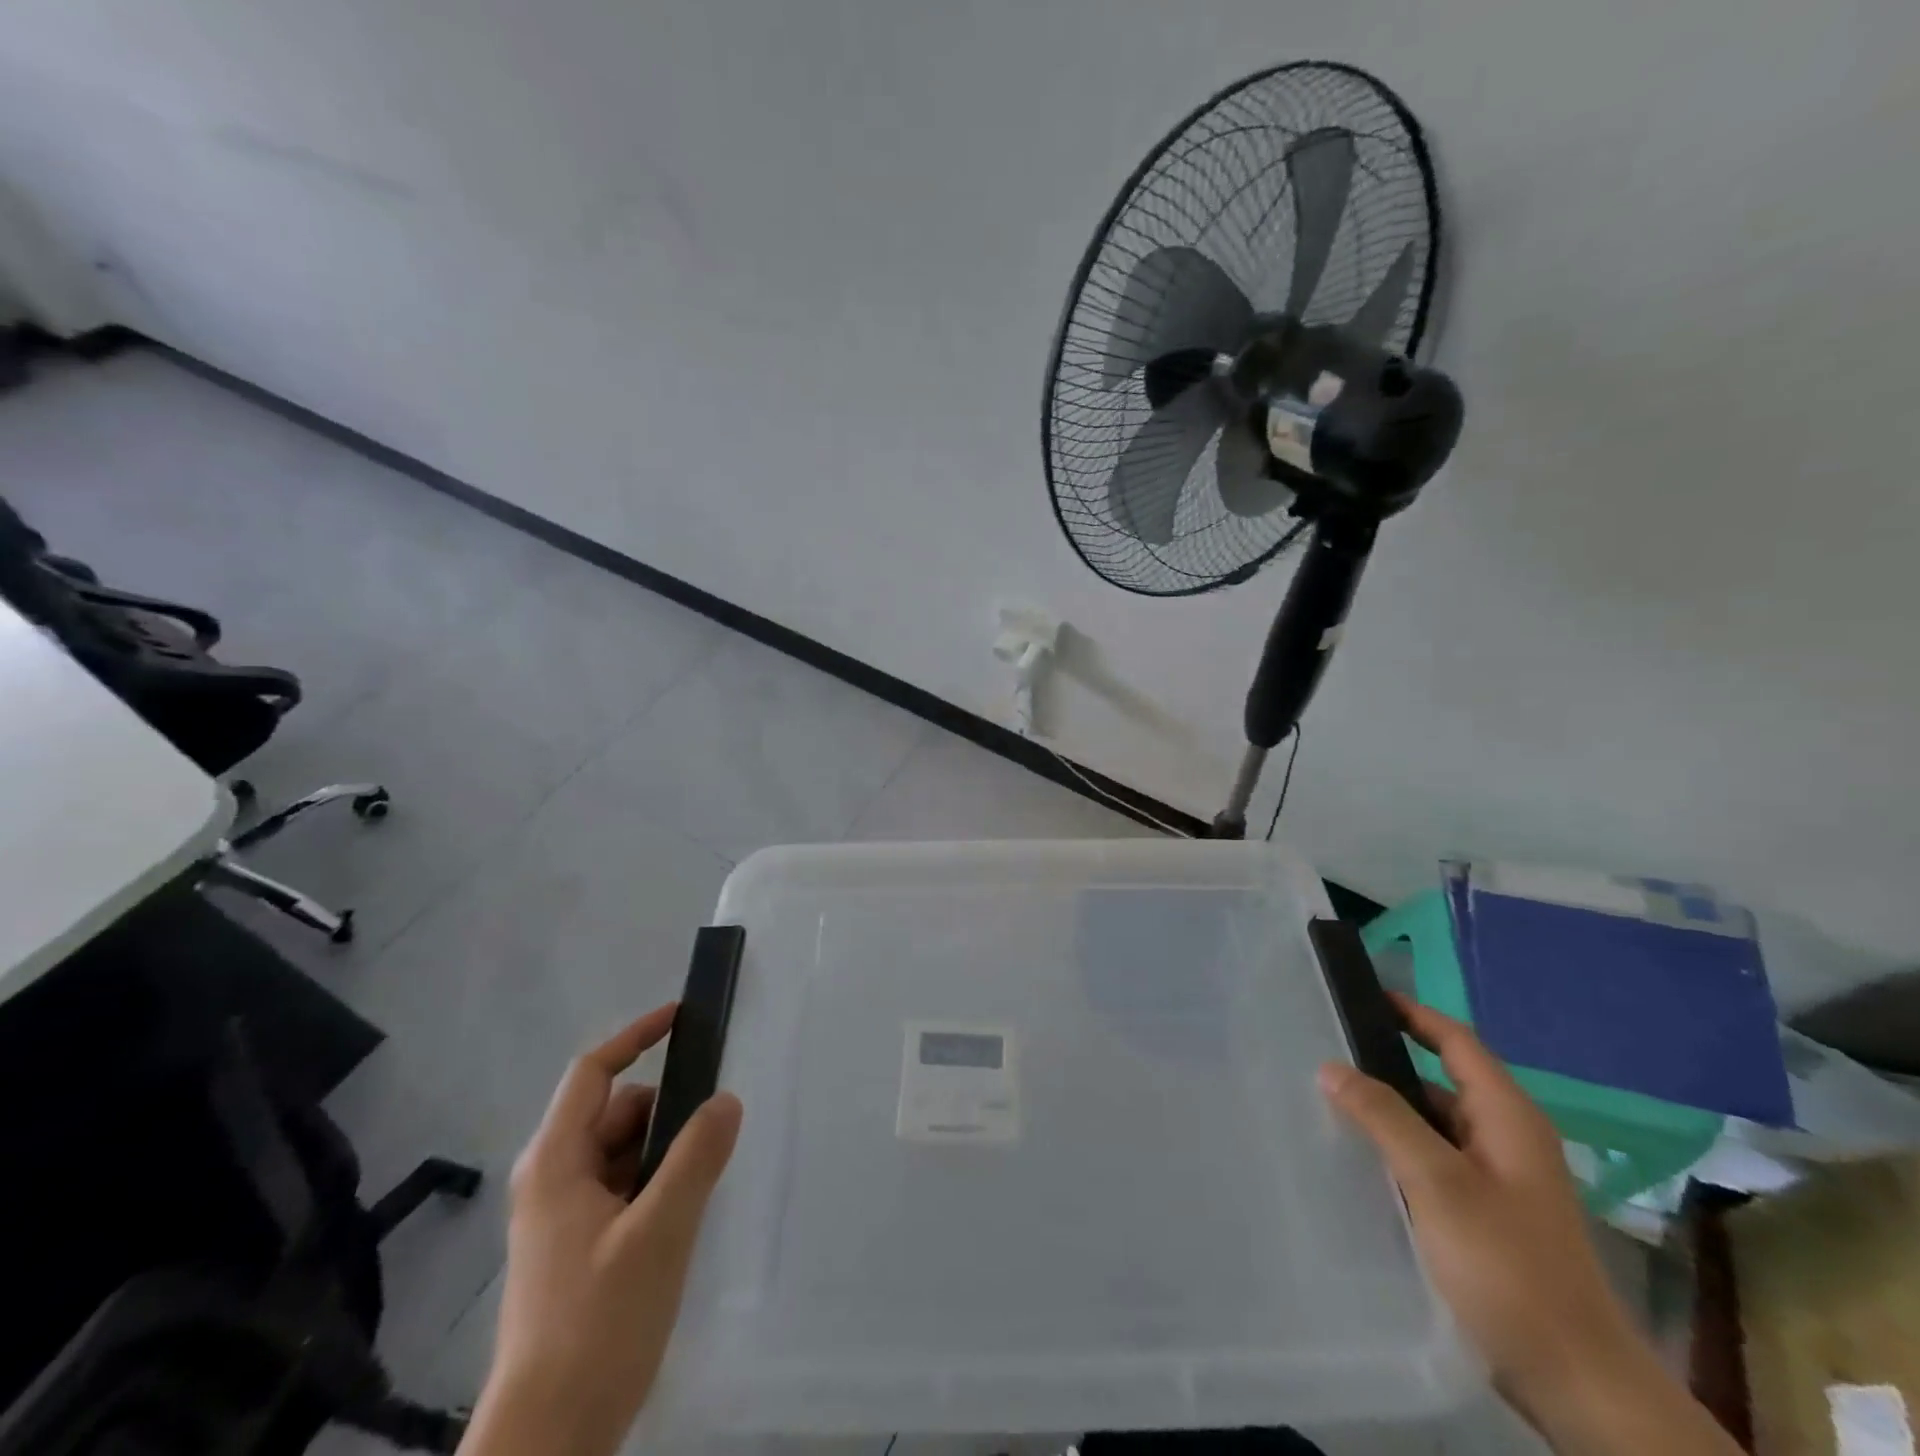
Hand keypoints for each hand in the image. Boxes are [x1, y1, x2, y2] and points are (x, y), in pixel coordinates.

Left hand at [462, 1005, 742, 1455]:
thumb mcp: (659, 1232)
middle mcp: (554, 1178)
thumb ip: (696, 1157)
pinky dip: (657, 1183)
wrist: (549, 1440)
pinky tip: (684, 1214)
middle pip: (617, 1111)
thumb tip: (726, 1099)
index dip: (636, 1036)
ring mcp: (563, 1215)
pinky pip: (625, 1187)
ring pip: (624, 1152)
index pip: (593, 1072)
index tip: (683, 1017)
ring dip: (665, 1152)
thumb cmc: (597, 1323)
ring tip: (702, 1183)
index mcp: (557, 1162)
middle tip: (714, 1131)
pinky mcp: (578, 1246)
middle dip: (666, 1111)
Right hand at [1318, 996, 1738, 1455]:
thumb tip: (1332, 1065)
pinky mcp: (1489, 1214)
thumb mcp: (1438, 1183)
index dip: (1411, 1012)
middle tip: (1325, 1050)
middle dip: (1387, 1062)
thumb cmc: (1509, 1266)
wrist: (1578, 1382)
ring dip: (1390, 1109)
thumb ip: (1384, 1117)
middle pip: (1442, 1078)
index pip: (1456, 1040)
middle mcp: (1507, 1137)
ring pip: (1435, 1123)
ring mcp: (1500, 1179)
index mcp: (1508, 1116)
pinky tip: (1361, 1159)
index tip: (1360, 994)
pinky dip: (1400, 1148)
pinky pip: (1436, 1160)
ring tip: (1328, 1100)